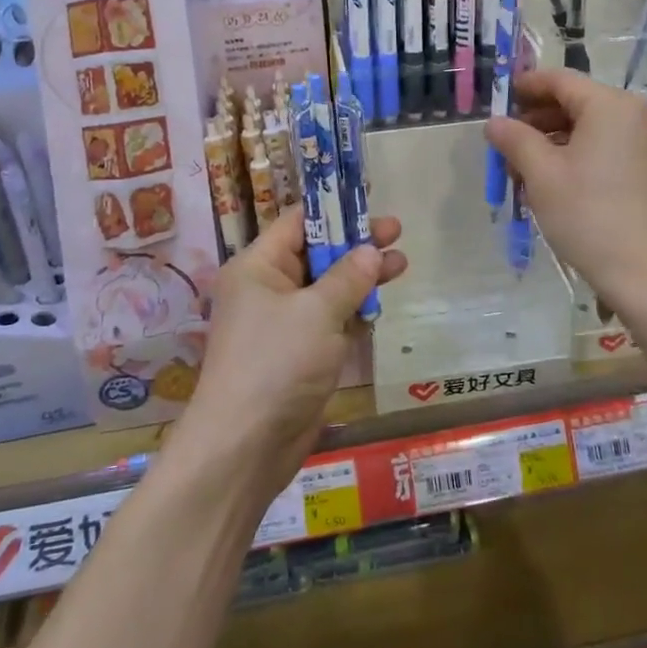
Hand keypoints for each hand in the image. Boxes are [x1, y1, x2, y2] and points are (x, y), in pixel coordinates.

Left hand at [180, 208, 407, 492]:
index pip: (298, 223)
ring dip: (361, 277)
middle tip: (396, 232)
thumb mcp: (317, 312)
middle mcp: (267, 289)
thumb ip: (348, 277)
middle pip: (316, 253)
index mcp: (258, 267)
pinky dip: (353, 311)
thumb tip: (371, 250)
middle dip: (355, 244)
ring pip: (327, 288)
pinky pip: (329, 320)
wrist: (245, 446)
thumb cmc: (276, 363)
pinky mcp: (299, 354)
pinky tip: (380, 303)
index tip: (369, 200)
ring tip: (401, 264)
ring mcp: (283, 323)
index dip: (334, 209)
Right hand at [486, 69, 646, 308]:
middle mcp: (636, 116)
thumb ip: (515, 139)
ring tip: (524, 171)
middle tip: (506, 143)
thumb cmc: (589, 215)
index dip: (526, 86)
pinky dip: (578, 158)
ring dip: (554, 143)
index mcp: (611, 106)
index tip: (499, 98)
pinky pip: (608, 151)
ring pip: (591, 131)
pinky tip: (555, 186)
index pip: (561, 80)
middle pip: (577, 104)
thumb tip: (494, 122)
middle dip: (537, 120)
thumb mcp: (542, 174)